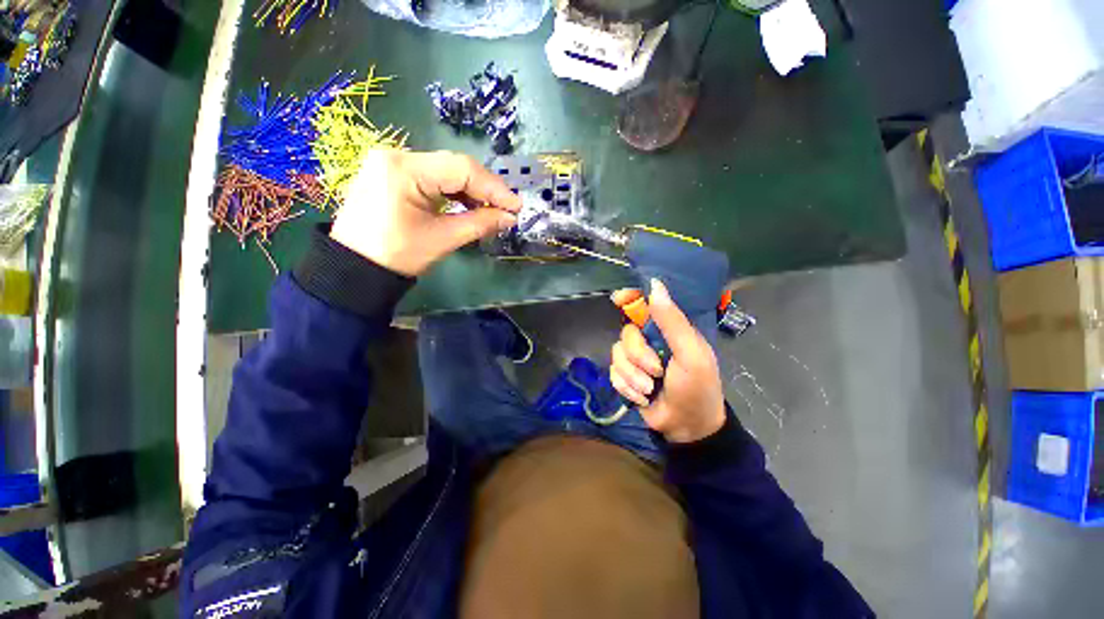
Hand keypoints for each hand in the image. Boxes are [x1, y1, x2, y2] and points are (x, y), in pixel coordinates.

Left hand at [330, 150, 520, 276]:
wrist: (355, 267)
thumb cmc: (397, 255)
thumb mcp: (443, 239)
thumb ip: (480, 223)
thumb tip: (510, 217)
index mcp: (404, 169)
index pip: (461, 168)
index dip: (494, 187)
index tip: (516, 206)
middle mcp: (397, 155)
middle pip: (454, 165)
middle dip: (485, 188)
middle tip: (507, 208)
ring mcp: (393, 163)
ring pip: (445, 170)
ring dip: (471, 190)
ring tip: (491, 209)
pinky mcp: (393, 174)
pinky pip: (432, 177)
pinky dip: (454, 191)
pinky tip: (468, 204)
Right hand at [609, 279, 725, 442]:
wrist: (687, 428)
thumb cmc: (697, 388)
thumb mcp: (691, 354)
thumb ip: (672, 322)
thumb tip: (655, 285)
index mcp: (668, 330)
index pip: (644, 305)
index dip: (629, 298)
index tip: (617, 299)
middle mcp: (649, 341)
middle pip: (626, 333)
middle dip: (638, 356)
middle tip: (656, 372)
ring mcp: (636, 360)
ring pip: (617, 354)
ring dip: (633, 376)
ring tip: (650, 389)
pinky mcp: (626, 377)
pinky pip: (613, 372)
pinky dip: (626, 387)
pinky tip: (641, 397)